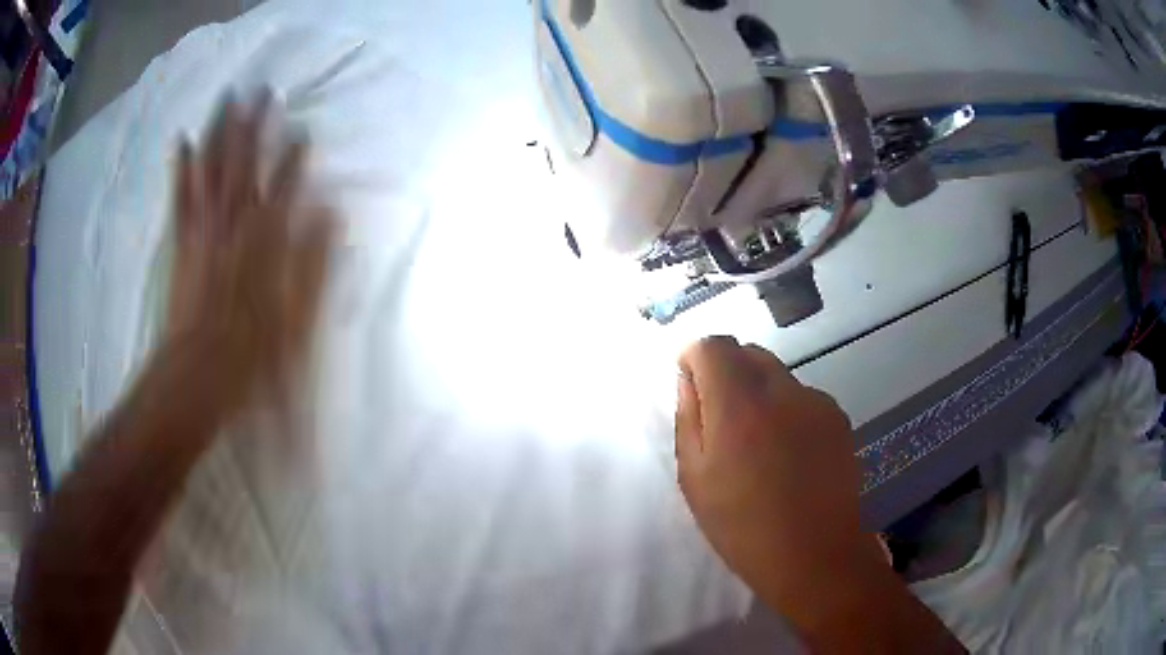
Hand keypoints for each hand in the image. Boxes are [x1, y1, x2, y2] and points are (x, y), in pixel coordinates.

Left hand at [165, 93, 332, 417]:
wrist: (198, 374)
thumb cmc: (252, 353)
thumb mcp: (296, 317)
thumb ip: (313, 262)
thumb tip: (329, 213)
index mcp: (265, 241)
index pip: (285, 185)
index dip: (295, 156)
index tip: (303, 129)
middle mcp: (234, 223)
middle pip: (246, 163)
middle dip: (255, 124)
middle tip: (263, 88)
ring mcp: (204, 229)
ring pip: (212, 168)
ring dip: (221, 130)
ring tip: (227, 97)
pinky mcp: (182, 242)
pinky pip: (181, 196)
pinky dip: (182, 166)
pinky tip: (184, 140)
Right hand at [675, 337, 882, 622]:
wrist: (815, 555)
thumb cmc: (743, 526)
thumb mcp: (695, 479)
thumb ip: (688, 419)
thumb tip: (688, 380)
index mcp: (739, 406)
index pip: (714, 346)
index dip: (696, 356)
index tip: (690, 382)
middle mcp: (782, 391)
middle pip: (748, 353)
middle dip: (727, 372)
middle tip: (721, 419)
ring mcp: (816, 402)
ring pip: (777, 376)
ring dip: (759, 393)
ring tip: (760, 444)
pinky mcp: (838, 418)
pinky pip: (802, 398)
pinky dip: (788, 411)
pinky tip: (790, 454)